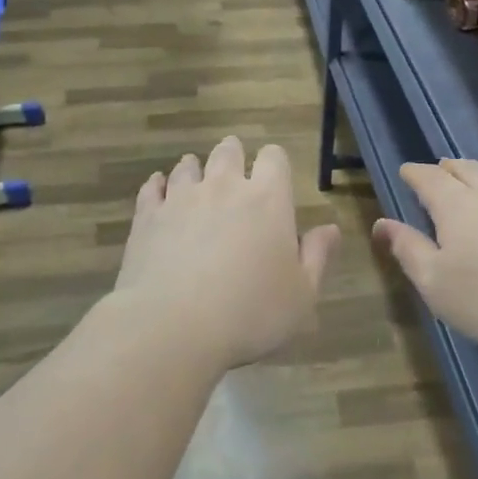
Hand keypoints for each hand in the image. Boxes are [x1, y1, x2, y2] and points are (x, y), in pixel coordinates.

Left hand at [114, 137, 340, 369]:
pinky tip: (158, 189)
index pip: (274, 158)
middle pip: (228, 152)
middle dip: (233, 154)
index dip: (275, 162)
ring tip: (196, 174)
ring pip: (188, 166)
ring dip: (195, 167)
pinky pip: (152, 188)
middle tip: (234, 167)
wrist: (172, 326)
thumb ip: (317, 257)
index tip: (274, 175)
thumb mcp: (302, 295)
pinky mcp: (147, 217)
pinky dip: (157, 185)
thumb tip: (330, 229)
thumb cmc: (250, 313)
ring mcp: (181, 198)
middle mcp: (224, 187)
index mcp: (267, 199)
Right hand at [372, 158, 477, 360]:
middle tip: (438, 169)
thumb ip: (407, 250)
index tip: (405, 171)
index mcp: (455, 204)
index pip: (429, 178)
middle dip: (447, 168)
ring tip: (475, 180)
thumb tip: (382, 223)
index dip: (414, 173)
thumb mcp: (435, 282)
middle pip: (465, 169)